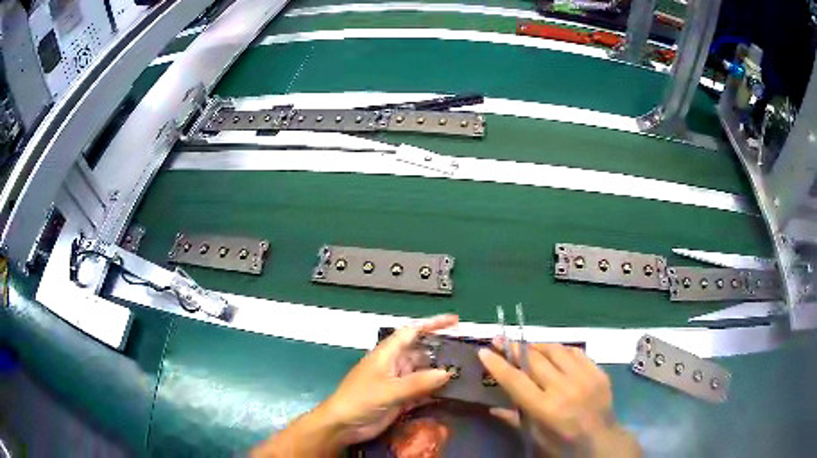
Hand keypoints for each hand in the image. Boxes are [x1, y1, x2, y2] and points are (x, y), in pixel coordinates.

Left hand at [322, 314, 458, 445]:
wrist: (343, 425)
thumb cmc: (360, 400)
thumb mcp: (388, 390)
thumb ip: (417, 382)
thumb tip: (447, 373)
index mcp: (387, 354)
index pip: (412, 332)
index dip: (433, 324)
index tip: (454, 321)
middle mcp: (395, 365)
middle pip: (421, 352)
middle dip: (441, 350)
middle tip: (467, 353)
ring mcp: (398, 383)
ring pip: (424, 373)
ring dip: (441, 373)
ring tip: (466, 373)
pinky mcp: (401, 399)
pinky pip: (422, 391)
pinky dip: (435, 391)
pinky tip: (452, 393)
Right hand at [479, 342, 640, 457]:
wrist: (603, 440)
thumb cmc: (564, 443)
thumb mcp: (536, 437)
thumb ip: (514, 419)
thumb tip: (491, 407)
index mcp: (546, 409)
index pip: (516, 381)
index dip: (498, 364)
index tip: (484, 351)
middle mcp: (565, 388)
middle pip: (535, 360)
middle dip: (515, 348)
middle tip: (501, 340)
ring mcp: (584, 377)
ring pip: (556, 350)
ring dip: (537, 345)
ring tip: (527, 346)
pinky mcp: (598, 372)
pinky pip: (576, 352)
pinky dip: (561, 350)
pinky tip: (555, 353)